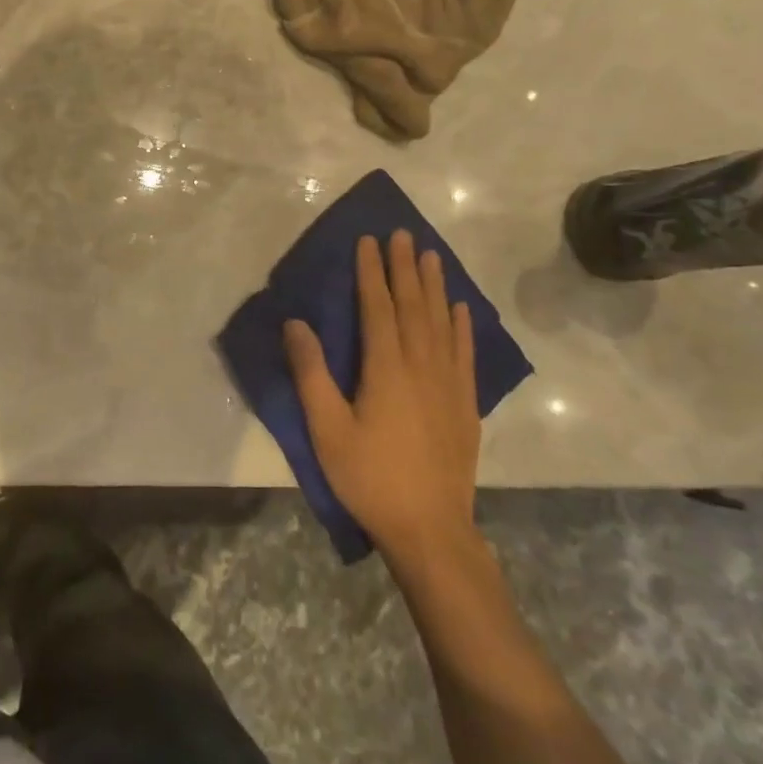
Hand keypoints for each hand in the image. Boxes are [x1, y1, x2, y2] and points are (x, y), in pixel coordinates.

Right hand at [284, 230, 478, 562]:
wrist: (430, 529)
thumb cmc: (370, 477)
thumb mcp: (327, 429)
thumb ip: (311, 373)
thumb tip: (296, 322)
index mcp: (386, 368)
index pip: (378, 307)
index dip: (372, 272)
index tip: (370, 240)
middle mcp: (421, 366)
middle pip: (414, 306)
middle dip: (405, 267)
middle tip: (403, 234)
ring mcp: (449, 384)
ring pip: (442, 322)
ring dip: (436, 286)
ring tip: (432, 256)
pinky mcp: (465, 404)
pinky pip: (465, 353)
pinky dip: (463, 326)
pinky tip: (461, 308)